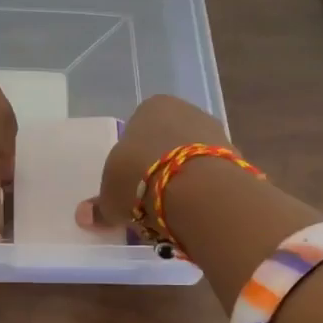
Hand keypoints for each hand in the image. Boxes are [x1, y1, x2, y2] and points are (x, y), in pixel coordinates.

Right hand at [78, 94, 229, 232]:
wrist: (199, 190)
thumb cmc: (142, 178)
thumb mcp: (111, 196)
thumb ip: (100, 205)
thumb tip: (84, 216)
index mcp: (152, 107)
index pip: (138, 128)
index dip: (132, 158)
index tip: (129, 185)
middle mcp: (187, 110)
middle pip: (168, 142)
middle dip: (161, 168)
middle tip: (150, 200)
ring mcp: (217, 132)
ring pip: (193, 159)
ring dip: (184, 180)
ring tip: (173, 212)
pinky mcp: (238, 158)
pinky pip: (213, 176)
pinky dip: (205, 192)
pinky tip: (196, 212)